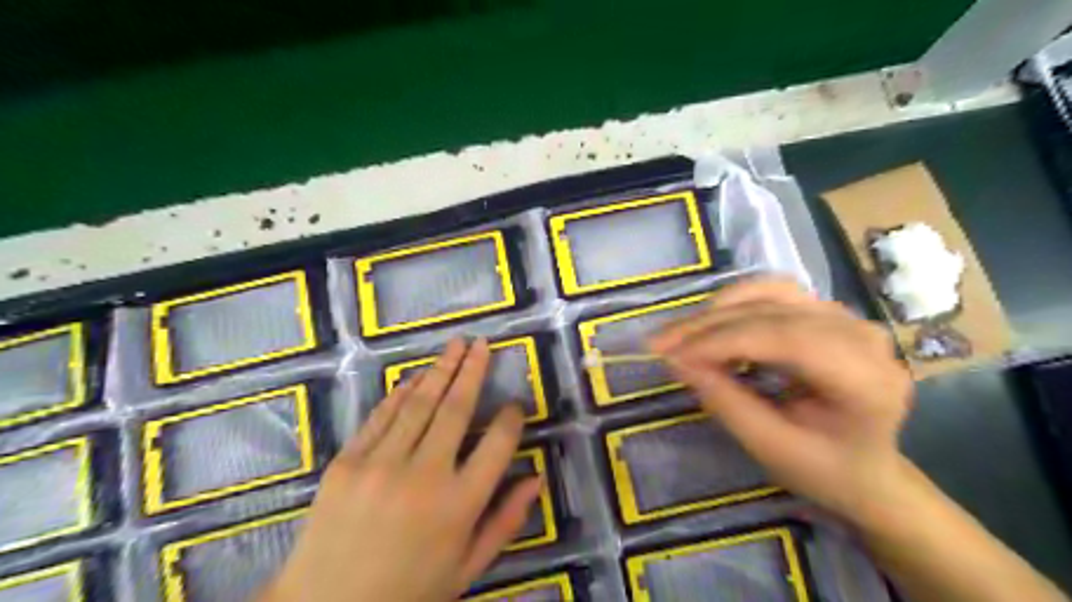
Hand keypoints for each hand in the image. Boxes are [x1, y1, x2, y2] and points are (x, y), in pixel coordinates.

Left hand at [261, 338, 544, 601]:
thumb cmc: (408, 591)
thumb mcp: (467, 567)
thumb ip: (505, 521)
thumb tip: (536, 478)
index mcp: (459, 506)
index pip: (497, 445)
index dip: (511, 419)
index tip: (515, 405)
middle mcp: (423, 476)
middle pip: (456, 410)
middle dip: (473, 371)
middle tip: (482, 344)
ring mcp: (380, 465)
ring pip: (418, 404)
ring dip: (440, 370)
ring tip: (456, 345)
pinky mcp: (346, 462)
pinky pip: (380, 417)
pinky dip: (400, 394)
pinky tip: (415, 377)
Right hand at [644, 278, 912, 526]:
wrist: (865, 468)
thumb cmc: (823, 469)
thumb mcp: (771, 447)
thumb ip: (726, 402)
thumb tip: (677, 362)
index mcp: (866, 379)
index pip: (788, 338)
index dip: (723, 341)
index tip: (671, 355)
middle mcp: (862, 335)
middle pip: (774, 311)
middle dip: (708, 325)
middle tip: (658, 343)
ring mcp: (846, 317)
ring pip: (771, 292)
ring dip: (718, 309)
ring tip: (680, 333)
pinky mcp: (827, 312)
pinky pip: (773, 294)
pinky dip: (734, 306)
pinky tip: (709, 325)